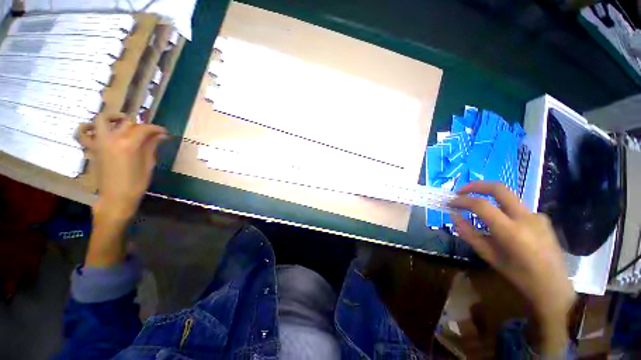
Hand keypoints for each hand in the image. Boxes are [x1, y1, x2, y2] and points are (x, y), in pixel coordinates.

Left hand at [79, 113, 166, 221]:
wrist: (115, 197)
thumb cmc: (136, 183)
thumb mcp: (149, 164)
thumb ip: (152, 146)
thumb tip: (161, 135)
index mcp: (128, 144)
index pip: (144, 128)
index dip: (156, 128)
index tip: (164, 132)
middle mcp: (111, 139)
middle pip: (125, 121)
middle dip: (138, 123)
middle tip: (147, 131)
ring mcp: (99, 142)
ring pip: (102, 120)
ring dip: (112, 118)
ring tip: (120, 122)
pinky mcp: (92, 148)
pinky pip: (84, 134)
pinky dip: (88, 128)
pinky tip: (96, 129)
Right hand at [449, 182, 575, 354]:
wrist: (555, 287)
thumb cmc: (519, 276)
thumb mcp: (489, 256)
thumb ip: (469, 234)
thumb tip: (454, 216)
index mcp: (511, 231)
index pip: (481, 205)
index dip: (462, 200)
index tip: (450, 203)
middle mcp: (526, 218)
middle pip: (499, 188)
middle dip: (476, 185)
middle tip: (460, 191)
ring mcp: (537, 215)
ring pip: (508, 197)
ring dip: (488, 197)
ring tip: (477, 208)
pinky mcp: (542, 217)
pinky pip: (517, 207)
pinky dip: (502, 209)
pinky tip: (502, 223)